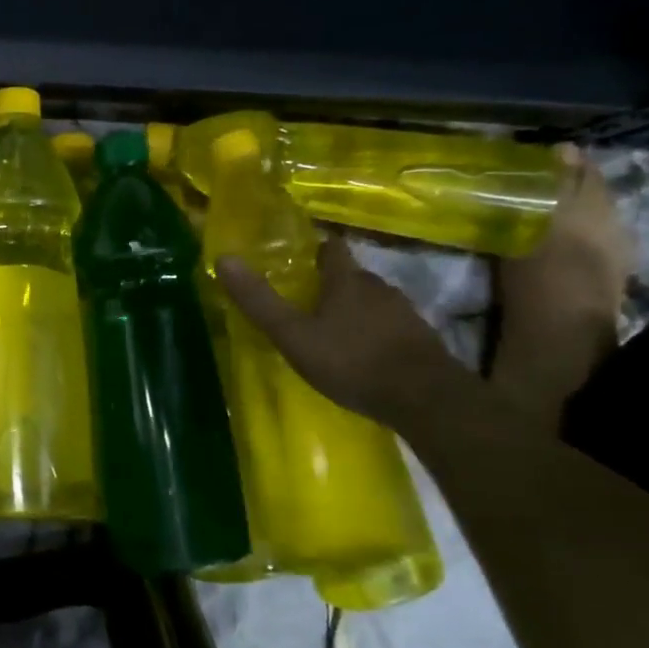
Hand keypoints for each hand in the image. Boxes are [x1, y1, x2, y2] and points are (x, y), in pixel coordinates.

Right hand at [216, 233, 470, 432]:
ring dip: (356, 310)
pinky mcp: (422, 340)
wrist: (424, 398)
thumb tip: (224, 259)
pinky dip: (376, 334)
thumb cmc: (351, 360)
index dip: (318, 250)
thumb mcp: (293, 335)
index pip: (333, 249)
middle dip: (334, 284)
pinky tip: (364, 353)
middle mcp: (379, 288)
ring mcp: (405, 314)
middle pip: (353, 276)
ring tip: (335, 329)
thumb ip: (259, 301)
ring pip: (374, 302)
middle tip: (310, 300)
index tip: (304, 257)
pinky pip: (391, 327)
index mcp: (346, 281)